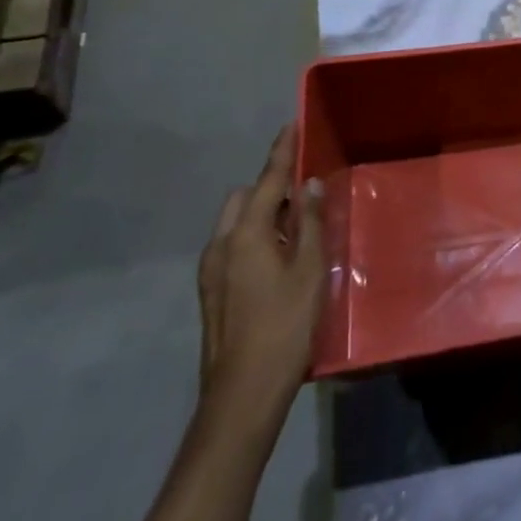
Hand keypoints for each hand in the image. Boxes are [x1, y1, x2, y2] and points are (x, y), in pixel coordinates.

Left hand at [197, 124, 325, 438]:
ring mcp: (210, 271)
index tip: (291, 125)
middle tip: (303, 195)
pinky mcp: (211, 292)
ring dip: (260, 214)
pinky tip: (278, 259)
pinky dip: (253, 236)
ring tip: (295, 229)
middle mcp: (220, 245)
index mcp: (245, 234)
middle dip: (269, 187)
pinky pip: (232, 245)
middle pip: (243, 198)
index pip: (267, 180)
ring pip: (235, 223)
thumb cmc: (284, 326)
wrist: (242, 396)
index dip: (282, 152)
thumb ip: (309, 222)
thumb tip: (308, 186)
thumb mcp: (309, 270)